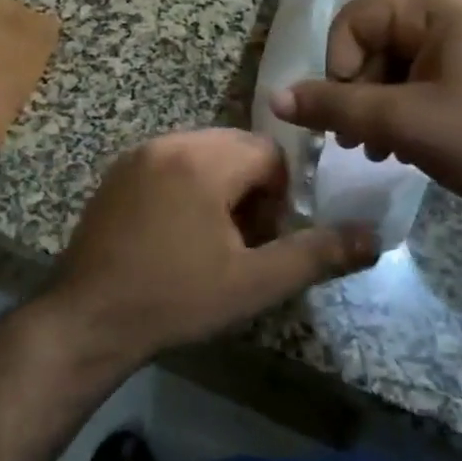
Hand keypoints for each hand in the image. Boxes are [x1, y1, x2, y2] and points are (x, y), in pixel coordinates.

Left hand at [41, 130, 378, 369]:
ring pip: (203, 153)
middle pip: (235, 148)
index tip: (264, 238)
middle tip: (240, 241)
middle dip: (250, 189)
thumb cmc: (176, 299)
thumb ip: (315, 254)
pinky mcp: (118, 172)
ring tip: (209, 241)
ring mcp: (139, 155)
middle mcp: (170, 142)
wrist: (89, 318)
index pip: (268, 153)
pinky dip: (186, 186)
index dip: (279, 196)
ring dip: (219, 187)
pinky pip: (170, 162)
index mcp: (204, 160)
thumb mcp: (253, 283)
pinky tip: (174, 235)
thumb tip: (373, 237)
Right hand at [269, 0, 461, 223]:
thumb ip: (335, 107)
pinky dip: (412, 100)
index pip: (356, 20)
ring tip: (384, 149)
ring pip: (401, 56)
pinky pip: (430, 67)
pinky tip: (412, 139)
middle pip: (377, 37)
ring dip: (383, 100)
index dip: (338, 68)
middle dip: (361, 90)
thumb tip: (276, 99)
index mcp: (438, 0)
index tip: (348, 119)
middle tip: (362, 144)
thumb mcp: (405, 124)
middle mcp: (458, 0)